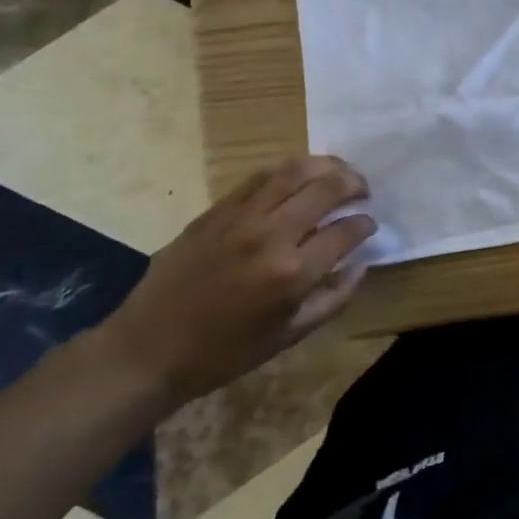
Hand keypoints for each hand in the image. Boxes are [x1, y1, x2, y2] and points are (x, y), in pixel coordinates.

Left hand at [95, 157, 376, 410]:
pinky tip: (298, 179)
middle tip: (363, 191)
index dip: (365, 224)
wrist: (147, 350)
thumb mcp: (290, 336)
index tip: (370, 225)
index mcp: (293, 272)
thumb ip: (334, 298)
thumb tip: (361, 264)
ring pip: (294, 171)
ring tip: (338, 173)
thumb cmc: (224, 352)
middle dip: (354, 184)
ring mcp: (240, 218)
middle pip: (326, 188)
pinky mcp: (215, 211)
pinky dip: (288, 173)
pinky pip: (260, 178)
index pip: (346, 231)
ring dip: (325, 166)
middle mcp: (271, 235)